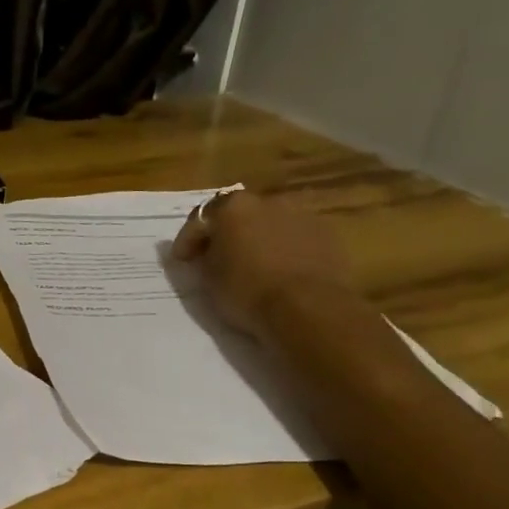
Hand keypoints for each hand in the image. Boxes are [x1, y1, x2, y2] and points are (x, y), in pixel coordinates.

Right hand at [171, 188, 357, 338]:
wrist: (307, 307)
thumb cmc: (247, 290)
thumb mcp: (210, 277)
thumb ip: (206, 257)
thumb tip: (210, 252)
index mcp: (234, 206)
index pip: (201, 217)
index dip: (188, 239)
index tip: (182, 260)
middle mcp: (268, 201)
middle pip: (239, 214)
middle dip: (227, 233)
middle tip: (218, 258)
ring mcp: (301, 215)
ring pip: (270, 223)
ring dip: (259, 238)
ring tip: (254, 264)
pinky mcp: (327, 234)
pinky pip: (296, 238)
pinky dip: (285, 248)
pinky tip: (282, 270)